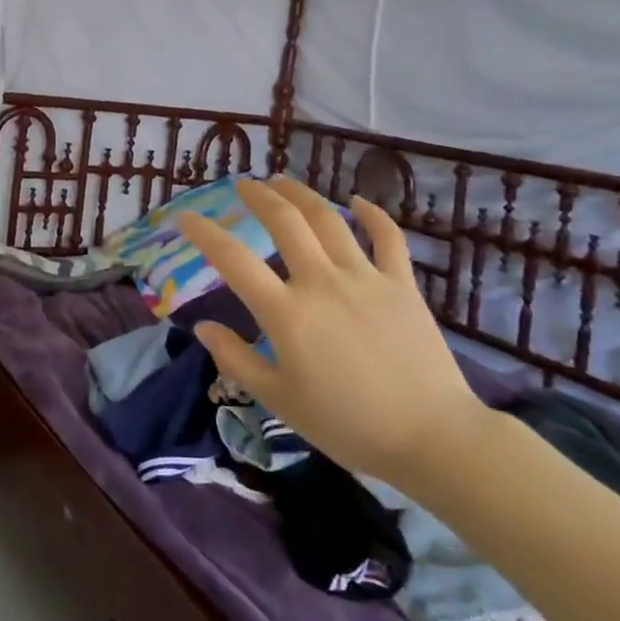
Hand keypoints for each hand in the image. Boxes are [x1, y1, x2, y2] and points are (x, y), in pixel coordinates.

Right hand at [178, 177, 489, 496]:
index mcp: (287, 313)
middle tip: (241, 184)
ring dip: (301, 194)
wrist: (432, 438)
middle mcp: (321, 282)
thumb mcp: (279, 400)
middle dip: (258, 196)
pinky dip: (371, 214)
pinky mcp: (402, 284)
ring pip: (328, 219)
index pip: (233, 260)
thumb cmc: (347, 425)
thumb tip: (203, 327)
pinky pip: (387, 238)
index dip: (205, 234)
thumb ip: (237, 360)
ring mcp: (365, 277)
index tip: (187, 217)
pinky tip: (356, 201)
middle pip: (284, 222)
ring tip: (281, 181)